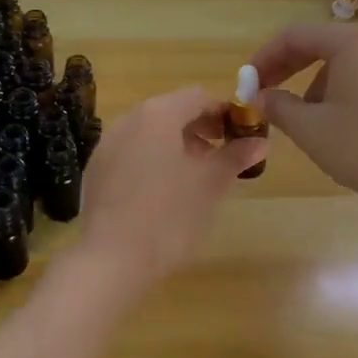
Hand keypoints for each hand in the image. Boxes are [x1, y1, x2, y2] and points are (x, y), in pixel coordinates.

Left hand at [72, 85, 266, 291]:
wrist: (112, 260)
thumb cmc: (170, 216)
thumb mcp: (210, 185)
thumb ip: (235, 156)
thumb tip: (260, 141)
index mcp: (158, 114)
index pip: (199, 97)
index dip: (225, 112)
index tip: (243, 134)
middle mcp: (129, 119)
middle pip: (172, 111)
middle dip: (201, 128)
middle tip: (224, 155)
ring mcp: (108, 144)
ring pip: (150, 132)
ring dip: (178, 144)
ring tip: (197, 175)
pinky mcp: (97, 169)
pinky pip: (132, 151)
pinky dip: (153, 158)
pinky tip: (165, 190)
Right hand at [249, 22, 357, 213]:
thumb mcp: (309, 128)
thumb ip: (278, 106)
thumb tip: (259, 97)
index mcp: (351, 42)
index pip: (294, 37)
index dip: (264, 58)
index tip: (246, 82)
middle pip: (317, 44)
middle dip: (285, 68)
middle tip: (261, 92)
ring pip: (336, 62)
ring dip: (308, 82)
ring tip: (295, 116)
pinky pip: (357, 74)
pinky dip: (333, 89)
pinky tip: (328, 121)